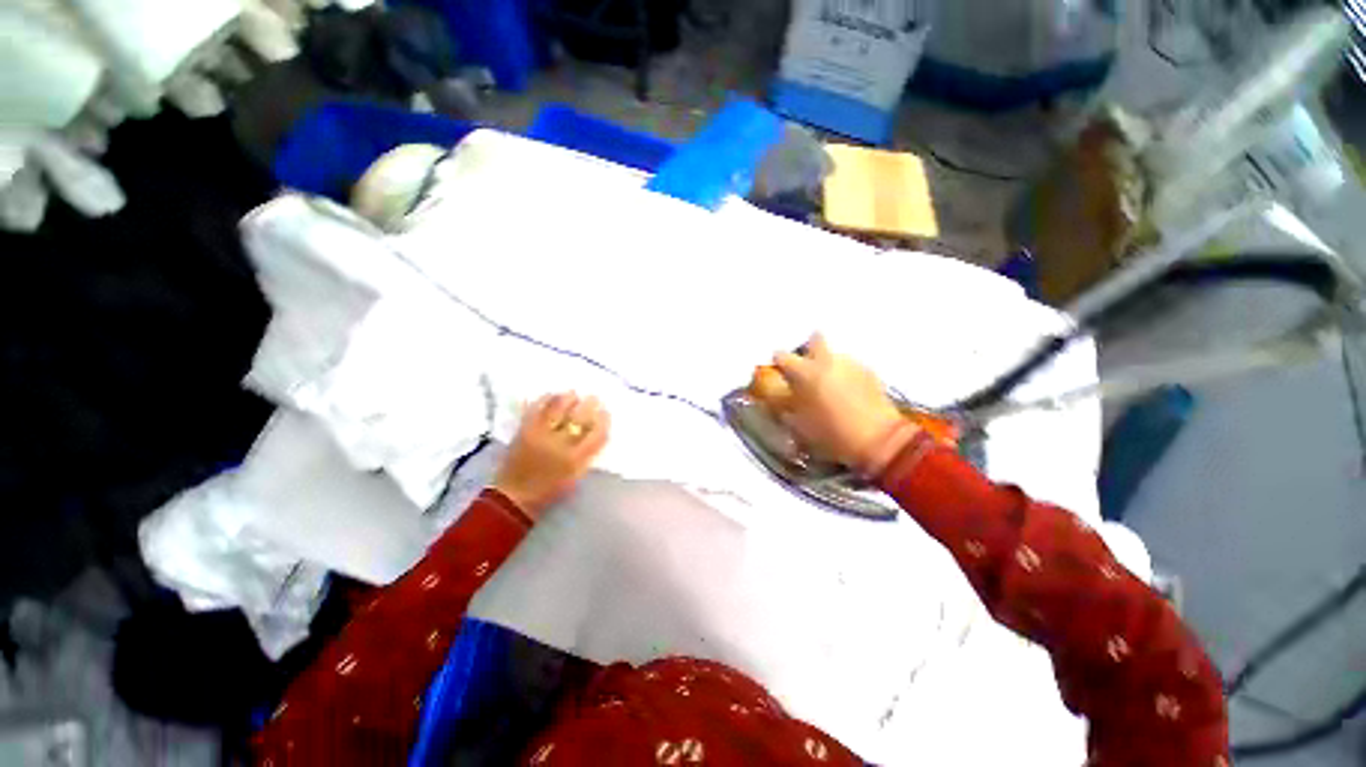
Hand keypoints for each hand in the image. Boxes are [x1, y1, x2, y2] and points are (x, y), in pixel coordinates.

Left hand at [493, 393, 609, 518]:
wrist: (514, 498)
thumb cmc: (550, 490)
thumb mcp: (576, 476)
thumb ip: (588, 454)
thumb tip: (595, 430)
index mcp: (576, 459)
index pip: (597, 433)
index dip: (603, 420)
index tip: (605, 412)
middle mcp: (560, 444)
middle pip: (580, 417)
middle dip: (590, 404)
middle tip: (593, 398)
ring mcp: (540, 434)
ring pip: (558, 407)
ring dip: (568, 398)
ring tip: (573, 395)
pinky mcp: (523, 430)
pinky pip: (536, 408)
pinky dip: (544, 399)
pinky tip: (551, 395)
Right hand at [772, 334, 912, 472]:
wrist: (879, 442)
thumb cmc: (831, 435)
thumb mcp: (798, 425)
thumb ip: (783, 406)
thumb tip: (776, 397)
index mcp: (804, 372)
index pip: (781, 356)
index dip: (778, 364)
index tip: (780, 376)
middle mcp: (826, 360)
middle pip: (814, 340)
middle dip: (809, 350)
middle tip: (806, 371)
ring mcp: (851, 364)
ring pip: (834, 355)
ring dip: (828, 365)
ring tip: (829, 387)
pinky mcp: (870, 372)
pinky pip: (851, 366)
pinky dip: (845, 375)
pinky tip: (848, 394)